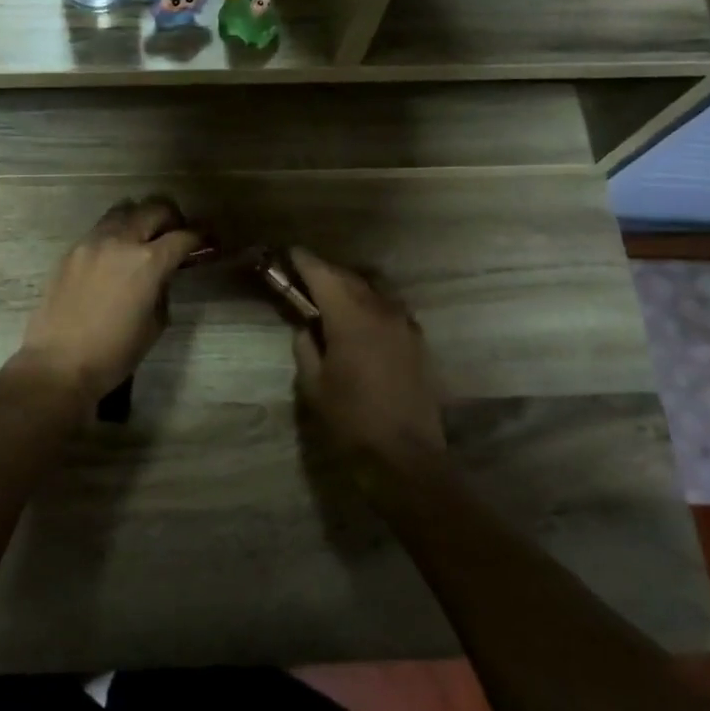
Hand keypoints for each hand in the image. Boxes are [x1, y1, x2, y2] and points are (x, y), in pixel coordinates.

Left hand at [13, 197, 203, 405]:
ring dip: (140, 218)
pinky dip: (115, 233)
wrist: (59, 363)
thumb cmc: (115, 353)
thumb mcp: (155, 323)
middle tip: (176, 235)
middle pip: (155, 208)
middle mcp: (121, 241)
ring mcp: (92, 241)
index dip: (201, 238)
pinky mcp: (71, 250)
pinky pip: (100, 228)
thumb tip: (163, 273)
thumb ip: (163, 288)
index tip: (208, 242)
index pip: (183, 236)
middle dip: (172, 219)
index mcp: (149, 262)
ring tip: (144, 239)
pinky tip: (115, 255)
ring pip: (124, 209)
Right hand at [289, 247, 448, 480]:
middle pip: (350, 278)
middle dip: (326, 273)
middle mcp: (381, 311)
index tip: (291, 253)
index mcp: (351, 319)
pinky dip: (371, 305)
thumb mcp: (314, 385)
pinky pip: (390, 309)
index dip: (305, 262)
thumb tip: (306, 329)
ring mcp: (405, 325)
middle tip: (305, 275)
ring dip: (351, 287)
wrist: (405, 456)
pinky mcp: (418, 341)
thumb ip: (306, 348)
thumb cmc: (351, 421)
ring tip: (332, 296)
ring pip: (374, 291)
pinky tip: (361, 320)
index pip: (324, 276)